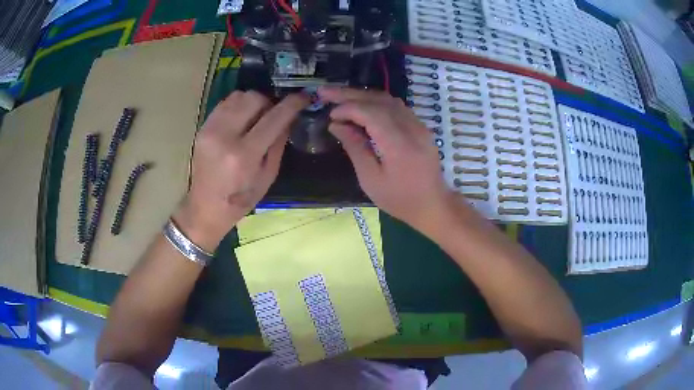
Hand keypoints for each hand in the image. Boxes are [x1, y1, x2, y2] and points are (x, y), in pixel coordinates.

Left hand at [174, 91, 308, 250]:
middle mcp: (224, 136)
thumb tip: (289, 117)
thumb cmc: (241, 199)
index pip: (273, 118)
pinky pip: (225, 103)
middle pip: (253, 98)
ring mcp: (210, 129)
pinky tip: (241, 120)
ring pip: (238, 96)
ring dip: (253, 102)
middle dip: (269, 102)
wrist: (206, 206)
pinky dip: (238, 106)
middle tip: (273, 115)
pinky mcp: (202, 127)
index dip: (292, 104)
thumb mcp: (268, 176)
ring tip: (256, 117)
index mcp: (244, 155)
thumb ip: (278, 143)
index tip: (303, 97)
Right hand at [319, 87, 454, 230]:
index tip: (329, 114)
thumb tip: (336, 124)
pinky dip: (375, 102)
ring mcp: (418, 125)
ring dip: (362, 95)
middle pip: (378, 100)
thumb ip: (355, 148)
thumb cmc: (400, 199)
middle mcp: (411, 127)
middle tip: (325, 92)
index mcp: (399, 144)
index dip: (347, 108)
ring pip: (388, 99)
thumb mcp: (371, 180)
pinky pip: (396, 106)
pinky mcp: (420, 126)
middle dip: (349, 94)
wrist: (433, 204)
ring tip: (339, 97)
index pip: (370, 112)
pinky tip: (361, 106)